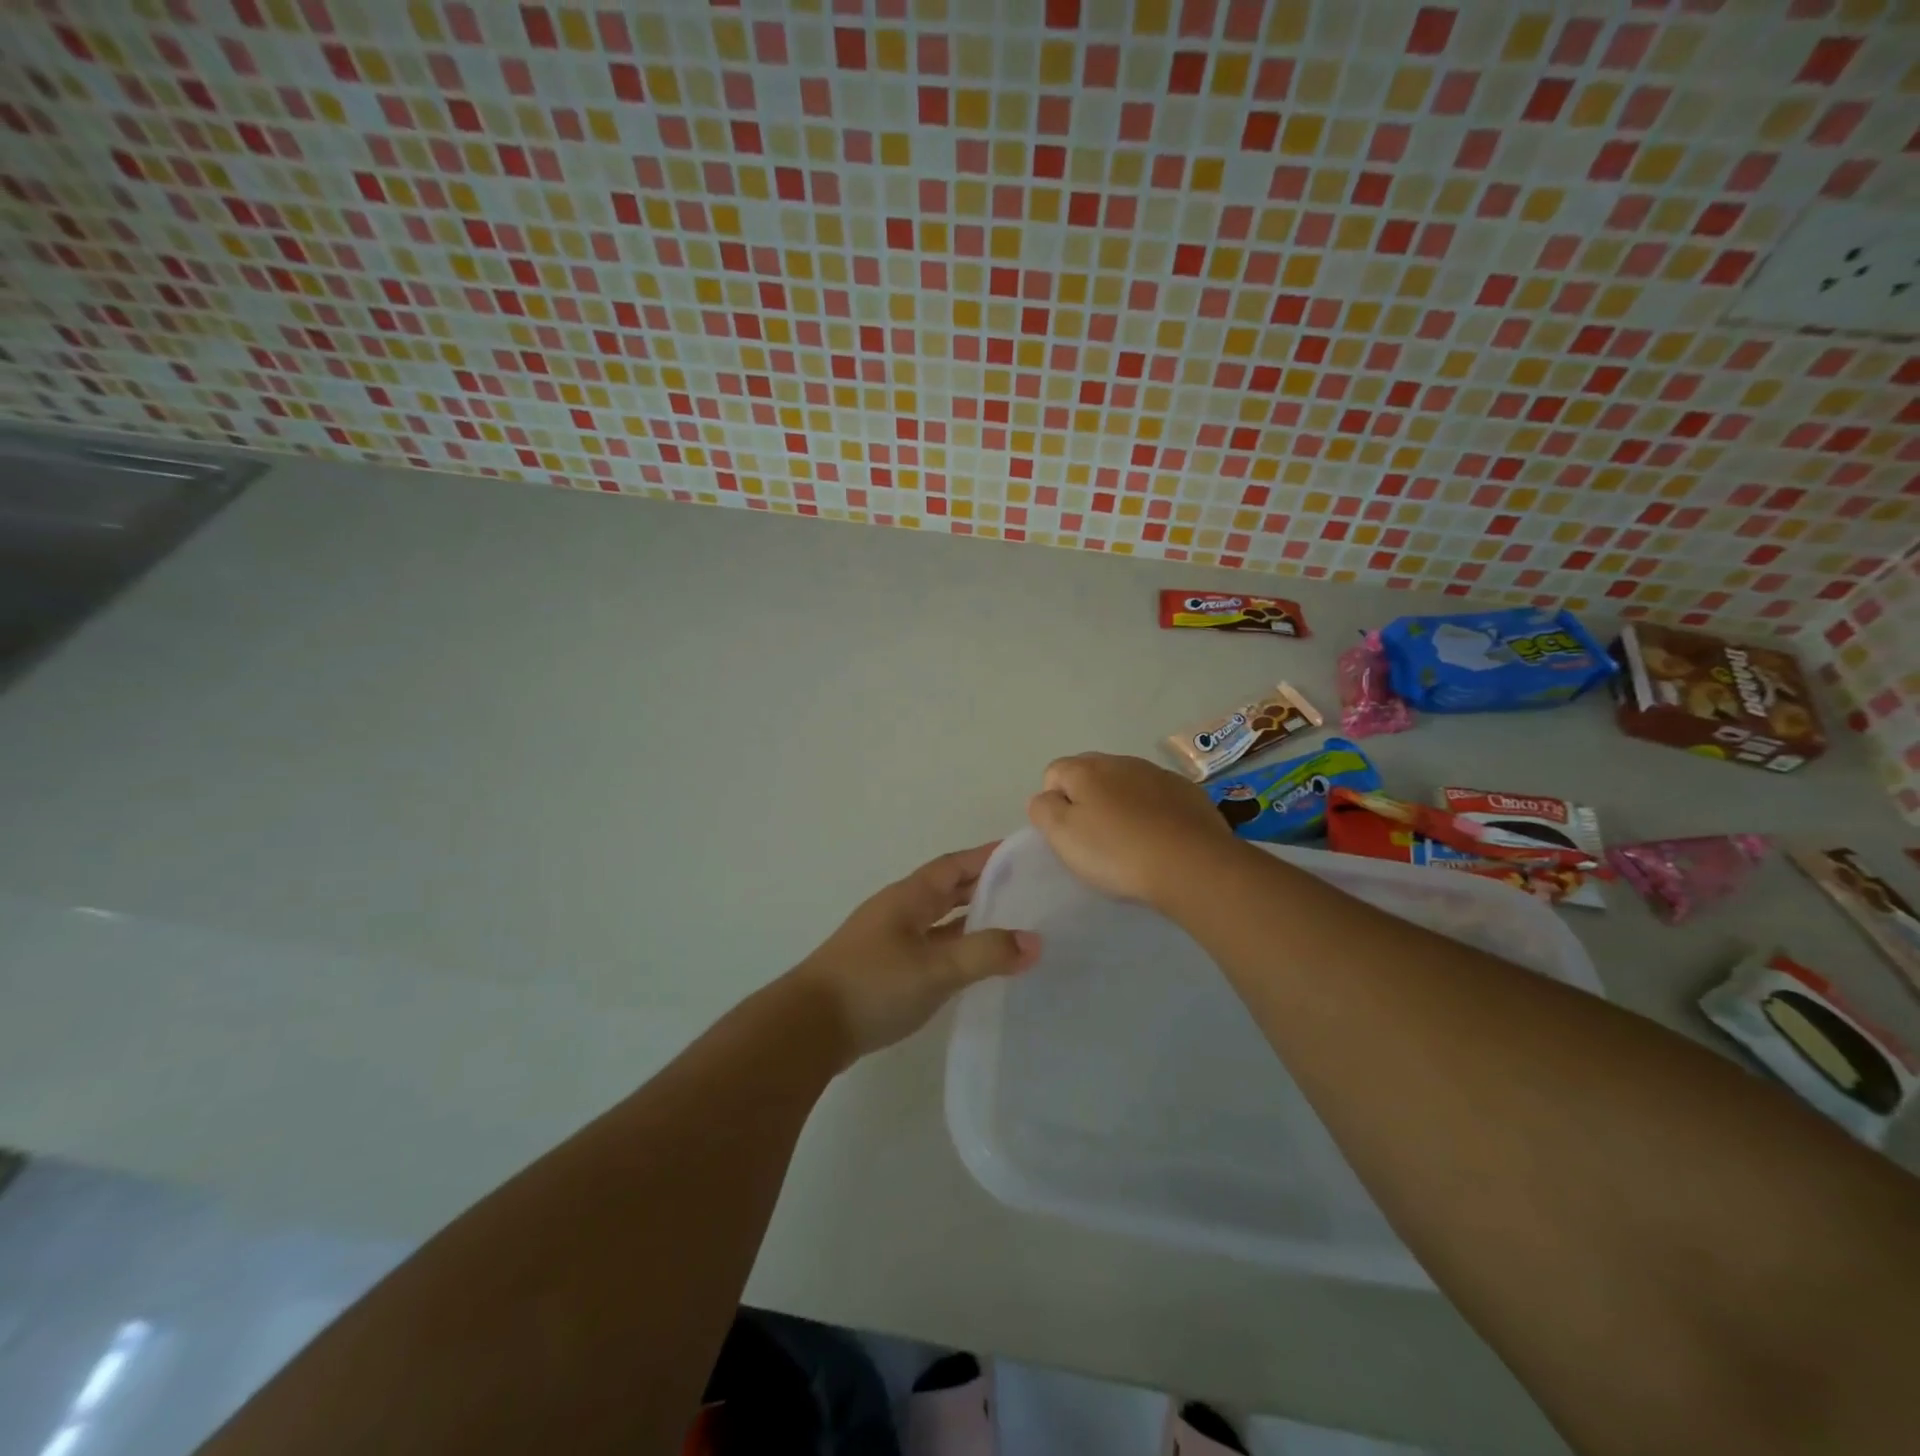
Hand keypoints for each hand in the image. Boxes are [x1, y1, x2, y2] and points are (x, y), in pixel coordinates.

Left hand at [789, 844, 1040, 1065]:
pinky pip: (931, 946)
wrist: (808, 1028)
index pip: (955, 865)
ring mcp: (889, 940)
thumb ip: (985, 954)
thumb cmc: (872, 986)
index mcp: (909, 897)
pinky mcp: (885, 969)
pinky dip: (956, 948)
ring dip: (971, 919)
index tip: (1022, 852)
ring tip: (1011, 925)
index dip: (987, 856)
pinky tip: (973, 965)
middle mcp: (899, 911)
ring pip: (939, 920)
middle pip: (947, 889)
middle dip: (984, 885)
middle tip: (1027, 889)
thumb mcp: (935, 969)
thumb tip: (1035, 942)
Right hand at [1026, 752, 1243, 905]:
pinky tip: (1159, 840)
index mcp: (1086, 769)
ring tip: (1129, 842)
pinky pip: (1158, 797)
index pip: (1054, 773)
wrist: (1193, 865)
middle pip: (1091, 774)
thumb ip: (1043, 810)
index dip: (1054, 803)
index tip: (1068, 835)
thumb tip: (1045, 797)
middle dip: (1087, 800)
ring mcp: (1158, 774)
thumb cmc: (1118, 852)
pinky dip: (1152, 812)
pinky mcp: (1188, 792)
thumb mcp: (1063, 835)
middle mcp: (1122, 761)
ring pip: (1126, 784)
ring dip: (1121, 805)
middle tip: (1095, 839)